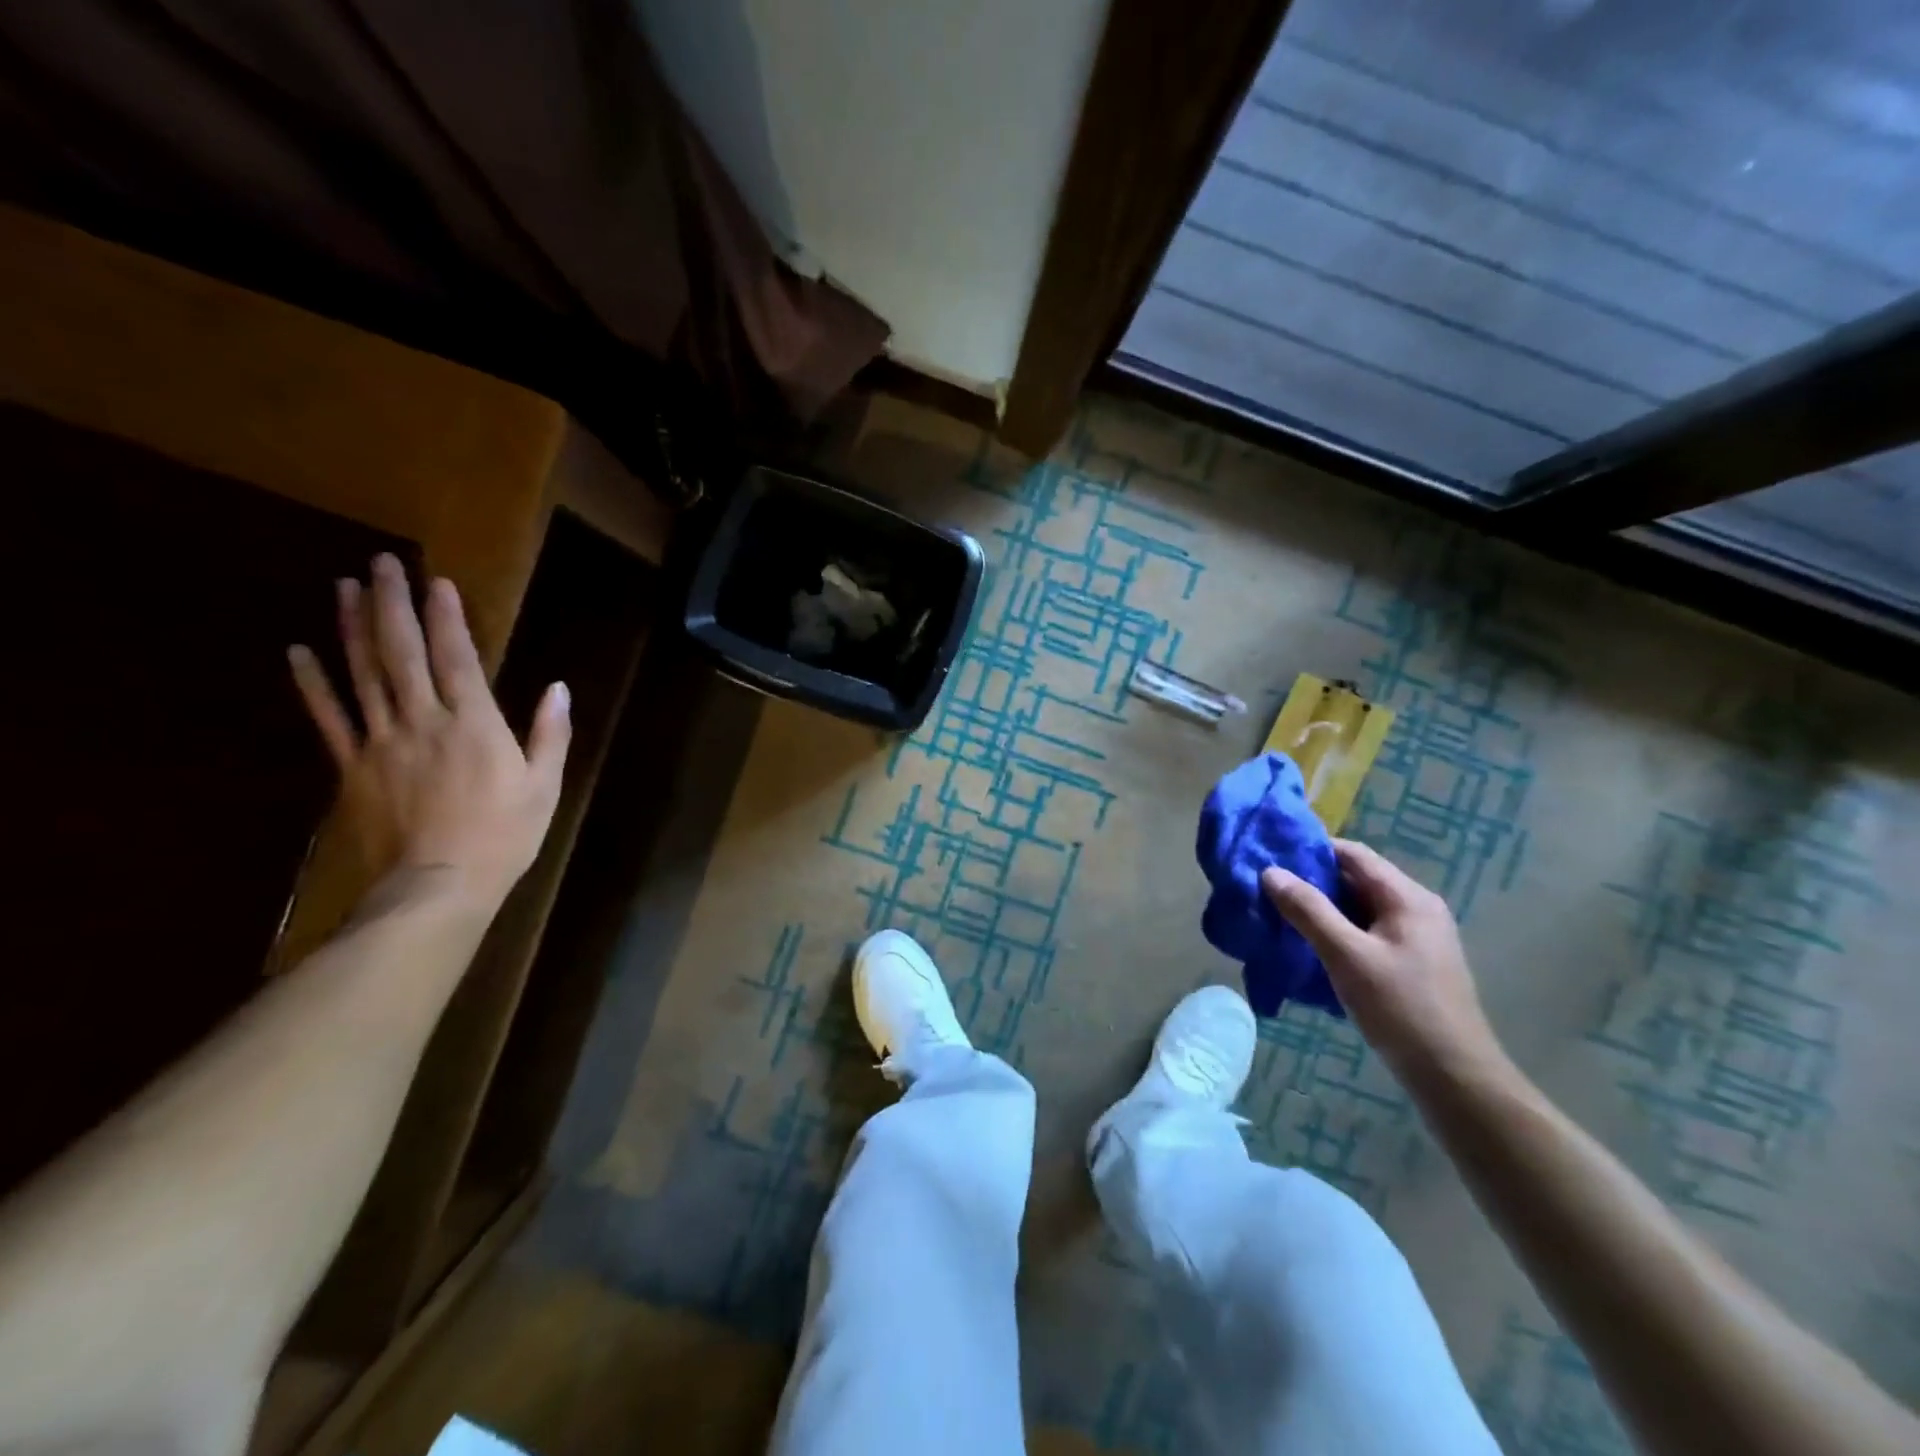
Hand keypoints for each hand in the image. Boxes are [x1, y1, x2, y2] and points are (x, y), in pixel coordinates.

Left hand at [287, 554, 569, 910]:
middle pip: (402, 653)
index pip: (458, 657)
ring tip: (343, 586)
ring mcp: (381, 741)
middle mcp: (423, 721)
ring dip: (351, 627)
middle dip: (392, 604)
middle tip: (381, 563)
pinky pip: (329, 718)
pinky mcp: (352, 767)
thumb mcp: (544, 786)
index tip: (437, 581)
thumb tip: (558, 688)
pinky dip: (313, 683)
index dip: (446, 617)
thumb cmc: (504, 836)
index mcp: (474, 724)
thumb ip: (549, 734)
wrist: (438, 886)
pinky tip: (299, 651)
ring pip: (362, 674)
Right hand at [1261, 841, 1504, 1086]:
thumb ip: (1308, 910)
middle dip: (1312, 882)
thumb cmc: (1400, 1008)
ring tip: (1281, 917)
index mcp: (1407, 897)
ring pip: (1360, 908)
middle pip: (1356, 879)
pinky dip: (1339, 932)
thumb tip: (1271, 872)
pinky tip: (1312, 948)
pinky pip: (1368, 932)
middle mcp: (1416, 908)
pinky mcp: (1412, 962)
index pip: (1352, 854)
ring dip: (1323, 909)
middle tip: (1268, 890)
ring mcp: (1417, 936)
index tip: (1271, 858)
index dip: (1311, 850)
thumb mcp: (1346, 955)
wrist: (1454, 1076)